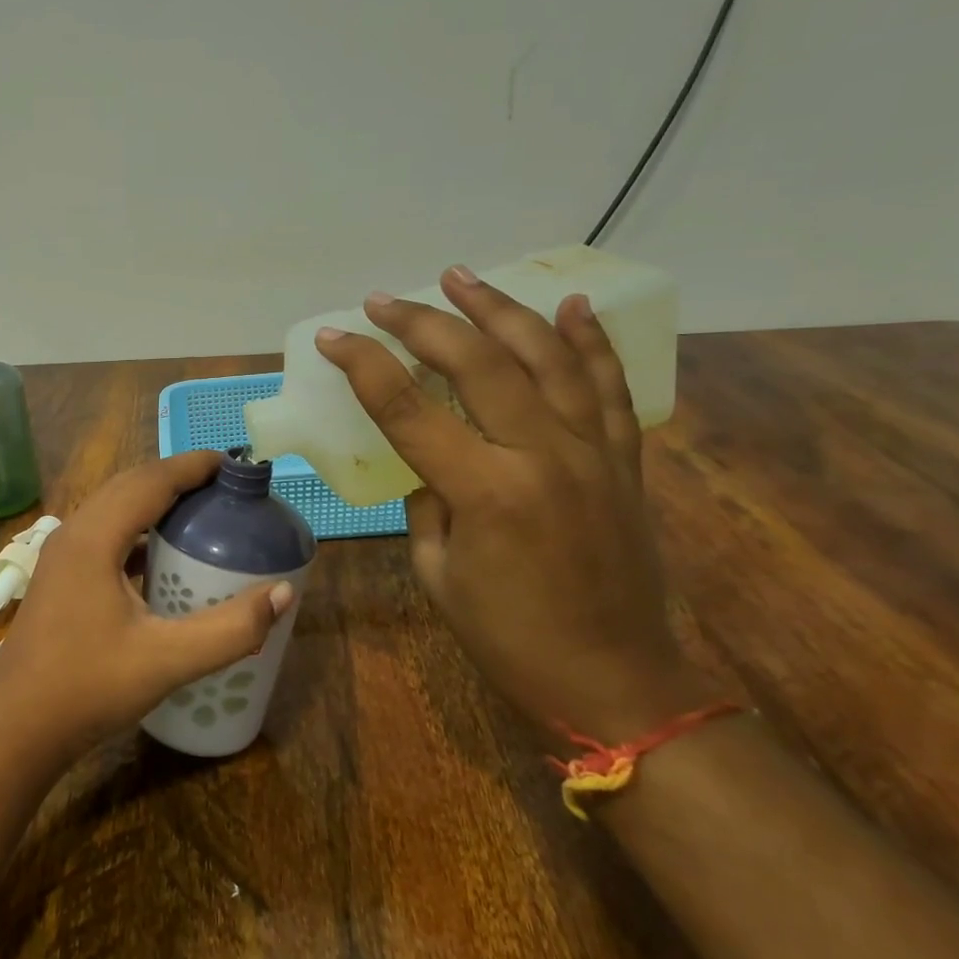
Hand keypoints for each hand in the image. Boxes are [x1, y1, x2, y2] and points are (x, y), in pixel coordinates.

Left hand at [0, 452, 293, 763]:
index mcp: (93, 538)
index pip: (150, 481)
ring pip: (113, 508)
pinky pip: (104, 534)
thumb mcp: (166, 660)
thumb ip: (230, 629)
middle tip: (225, 487)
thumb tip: (283, 594)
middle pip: (130, 485)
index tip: (234, 462)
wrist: (16, 729)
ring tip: (201, 512)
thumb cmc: (87, 689)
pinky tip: (161, 555)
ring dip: (155, 501)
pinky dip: (137, 530)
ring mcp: (61, 556)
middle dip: (177, 477)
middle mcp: (73, 534)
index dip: (193, 466)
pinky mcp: (60, 577)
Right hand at [315, 266, 708, 741]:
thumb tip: (428, 459)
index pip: (409, 409)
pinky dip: (590, 341)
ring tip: (461, 276)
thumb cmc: (509, 639)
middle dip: (423, 323)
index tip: (334, 337)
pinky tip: (568, 305)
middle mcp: (543, 457)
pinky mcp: (624, 461)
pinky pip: (609, 387)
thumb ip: (427, 502)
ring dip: (500, 310)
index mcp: (486, 492)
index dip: (365, 366)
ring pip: (547, 358)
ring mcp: (593, 453)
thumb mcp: (438, 572)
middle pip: (479, 364)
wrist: (617, 682)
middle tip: (384, 299)